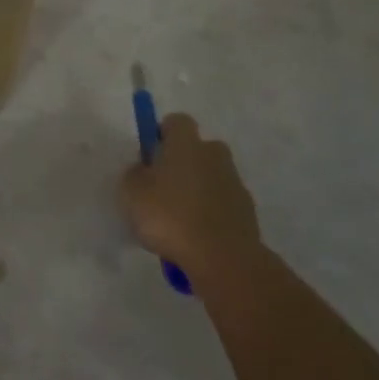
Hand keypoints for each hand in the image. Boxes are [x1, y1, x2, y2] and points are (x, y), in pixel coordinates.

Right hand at [121, 113, 264, 278]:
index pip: (176, 121)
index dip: (161, 134)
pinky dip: (210, 214)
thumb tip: (144, 170)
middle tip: (161, 188)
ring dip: (196, 190)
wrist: (223, 258)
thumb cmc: (170, 216)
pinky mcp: (247, 212)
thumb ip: (135, 175)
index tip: (149, 155)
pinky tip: (195, 236)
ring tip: (177, 220)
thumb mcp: (132, 193)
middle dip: (181, 163)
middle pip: (197, 149)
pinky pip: (222, 204)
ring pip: (210, 177)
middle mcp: (214, 155)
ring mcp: (235, 183)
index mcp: (186, 143)